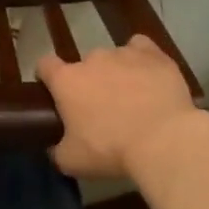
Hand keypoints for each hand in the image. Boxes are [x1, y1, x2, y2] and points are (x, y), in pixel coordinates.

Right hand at [35, 35, 202, 179]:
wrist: (163, 140)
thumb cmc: (110, 150)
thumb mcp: (72, 161)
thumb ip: (57, 150)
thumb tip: (54, 148)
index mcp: (67, 81)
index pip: (45, 64)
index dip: (47, 76)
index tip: (54, 91)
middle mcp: (92, 59)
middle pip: (84, 65)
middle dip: (90, 82)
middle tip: (102, 109)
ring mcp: (124, 53)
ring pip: (114, 58)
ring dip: (117, 73)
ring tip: (132, 98)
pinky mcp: (153, 55)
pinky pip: (141, 47)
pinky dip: (141, 58)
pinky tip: (148, 75)